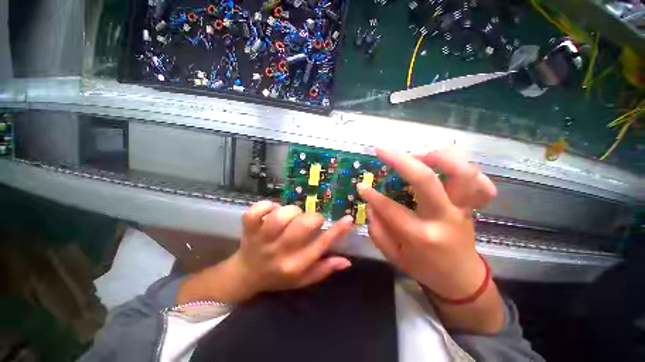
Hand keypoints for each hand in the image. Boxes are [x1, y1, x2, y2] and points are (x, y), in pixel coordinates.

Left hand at [177, 201, 353, 304]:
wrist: (246, 275)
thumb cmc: (278, 277)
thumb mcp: (303, 279)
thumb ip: (324, 269)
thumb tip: (347, 261)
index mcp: (295, 265)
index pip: (321, 245)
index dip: (337, 230)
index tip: (347, 218)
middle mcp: (279, 252)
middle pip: (302, 226)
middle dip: (312, 218)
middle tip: (310, 220)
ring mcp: (261, 239)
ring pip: (280, 216)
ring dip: (291, 211)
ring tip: (291, 216)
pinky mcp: (248, 229)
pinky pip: (256, 211)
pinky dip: (267, 205)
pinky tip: (272, 209)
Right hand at [358, 146, 502, 332]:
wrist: (460, 278)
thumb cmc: (424, 268)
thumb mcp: (394, 255)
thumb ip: (378, 230)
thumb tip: (370, 205)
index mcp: (421, 236)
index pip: (391, 209)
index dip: (372, 195)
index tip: (361, 185)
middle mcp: (444, 218)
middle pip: (426, 180)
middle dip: (400, 160)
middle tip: (383, 150)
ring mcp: (463, 209)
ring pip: (462, 174)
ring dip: (439, 157)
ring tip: (418, 154)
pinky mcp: (472, 206)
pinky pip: (480, 182)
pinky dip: (465, 168)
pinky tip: (446, 165)